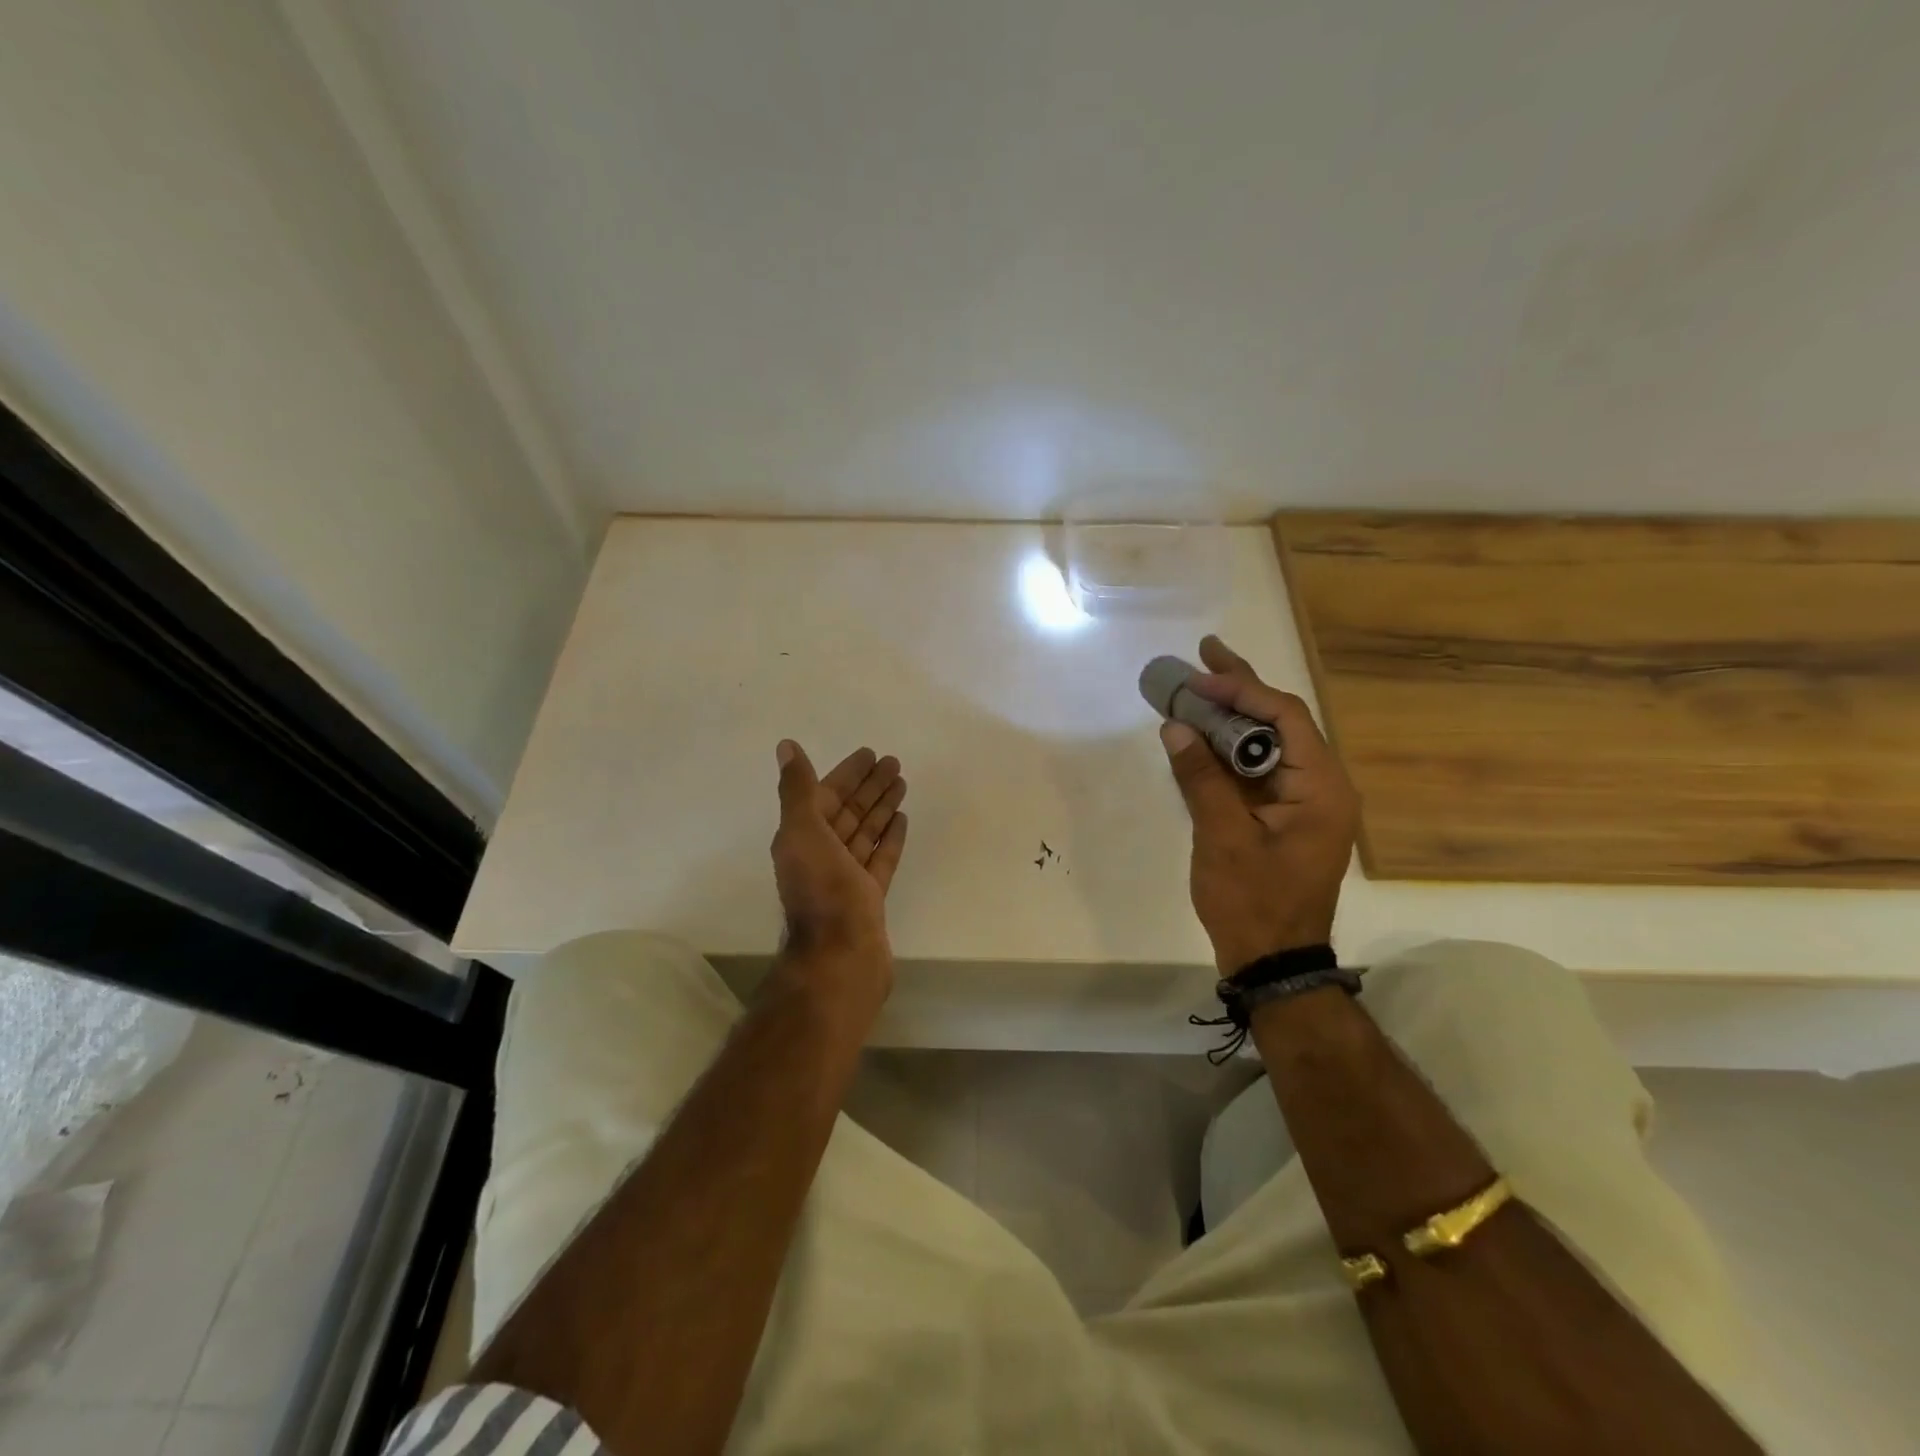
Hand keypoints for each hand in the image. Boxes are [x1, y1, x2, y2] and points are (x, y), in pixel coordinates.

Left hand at [769, 740, 909, 995]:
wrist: (840, 955)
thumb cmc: (821, 890)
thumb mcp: (803, 832)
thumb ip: (797, 790)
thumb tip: (786, 746)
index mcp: (802, 838)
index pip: (826, 795)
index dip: (847, 773)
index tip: (870, 754)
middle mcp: (821, 854)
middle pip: (848, 811)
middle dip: (869, 786)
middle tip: (893, 763)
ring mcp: (846, 876)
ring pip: (865, 832)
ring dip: (881, 807)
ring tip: (902, 784)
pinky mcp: (868, 895)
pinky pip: (880, 859)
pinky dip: (889, 838)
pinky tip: (902, 820)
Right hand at [1160, 636, 1358, 971]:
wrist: (1272, 962)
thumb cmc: (1253, 901)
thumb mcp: (1223, 837)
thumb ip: (1201, 778)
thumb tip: (1176, 726)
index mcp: (1321, 787)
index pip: (1285, 718)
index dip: (1241, 691)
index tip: (1199, 676)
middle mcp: (1322, 787)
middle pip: (1281, 723)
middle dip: (1241, 689)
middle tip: (1205, 654)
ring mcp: (1304, 803)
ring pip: (1269, 745)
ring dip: (1233, 717)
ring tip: (1198, 685)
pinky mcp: (1285, 817)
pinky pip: (1259, 770)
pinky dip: (1230, 749)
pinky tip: (1203, 734)